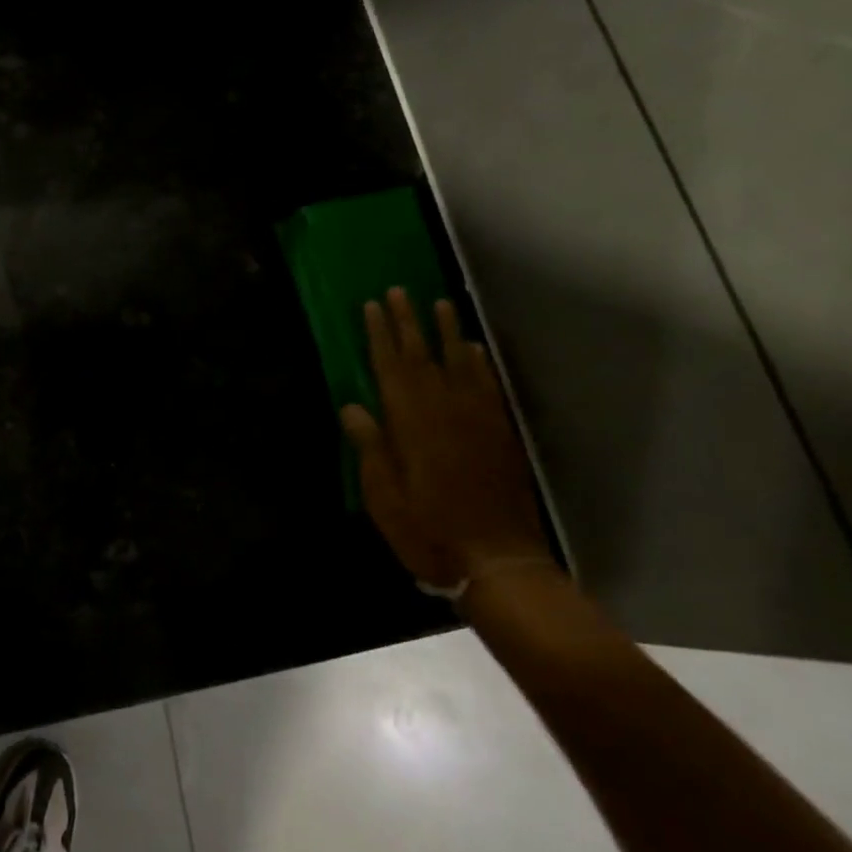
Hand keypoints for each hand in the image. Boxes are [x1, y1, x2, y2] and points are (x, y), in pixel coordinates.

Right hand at [340, 289, 549, 593]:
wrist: (497, 560)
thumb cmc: (428, 531)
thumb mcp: (384, 497)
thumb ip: (370, 447)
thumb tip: (352, 406)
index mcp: (410, 423)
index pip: (390, 367)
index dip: (379, 334)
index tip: (371, 305)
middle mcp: (444, 410)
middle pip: (422, 356)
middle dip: (408, 321)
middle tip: (398, 290)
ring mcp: (476, 419)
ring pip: (458, 363)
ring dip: (446, 331)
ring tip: (439, 302)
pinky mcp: (499, 433)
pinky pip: (488, 386)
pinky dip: (480, 363)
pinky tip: (474, 349)